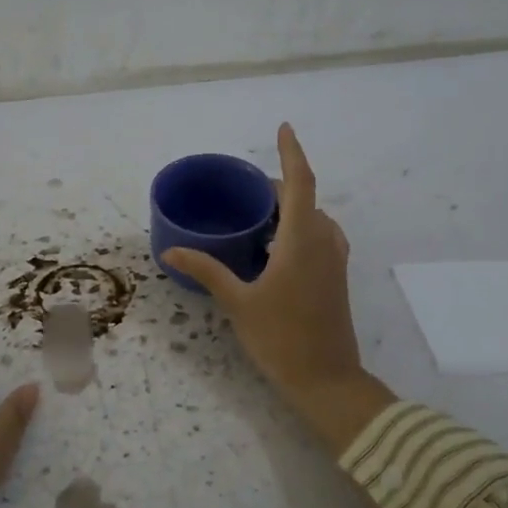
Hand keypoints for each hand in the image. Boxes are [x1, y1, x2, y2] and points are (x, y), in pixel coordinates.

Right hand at [163, 124, 394, 452]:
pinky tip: (274, 249)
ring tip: (257, 217)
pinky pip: (319, 236)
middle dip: (278, 186)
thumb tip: (171, 253)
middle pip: (305, 198)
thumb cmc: (281, 338)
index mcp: (301, 240)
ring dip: (290, 208)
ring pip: (314, 218)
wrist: (327, 379)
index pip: (300, 182)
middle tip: (244, 191)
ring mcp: (334, 260)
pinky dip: (298, 228)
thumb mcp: (238, 302)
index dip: (292, 152)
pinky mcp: (336, 277)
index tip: (285, 128)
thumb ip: (207, 271)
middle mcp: (323, 241)